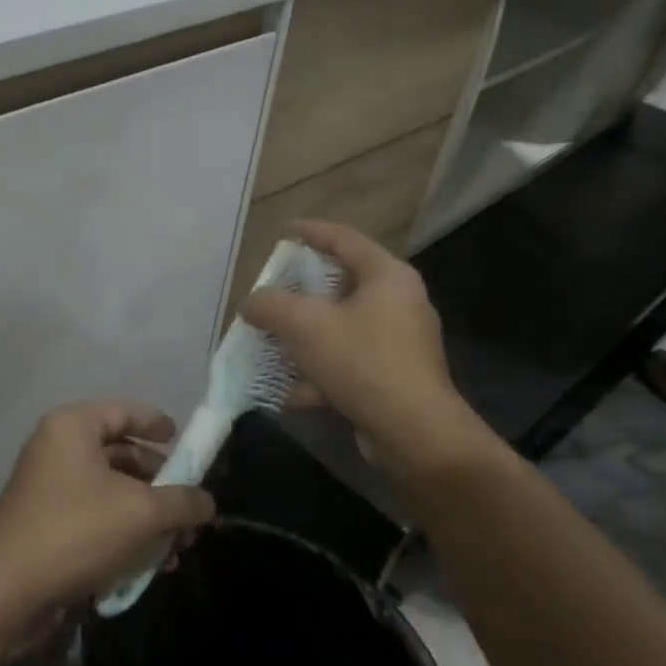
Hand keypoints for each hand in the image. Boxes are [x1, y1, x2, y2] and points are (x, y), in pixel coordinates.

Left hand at [0, 400, 214, 611]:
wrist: (8, 590)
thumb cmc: (77, 531)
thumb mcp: (141, 514)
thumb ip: (181, 502)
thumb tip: (207, 502)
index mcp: (73, 427)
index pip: (124, 411)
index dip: (156, 424)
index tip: (184, 442)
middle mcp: (56, 447)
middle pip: (120, 454)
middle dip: (159, 485)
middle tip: (189, 510)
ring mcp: (47, 485)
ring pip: (109, 490)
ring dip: (146, 516)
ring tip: (177, 548)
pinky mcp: (44, 521)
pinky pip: (93, 515)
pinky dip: (122, 532)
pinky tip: (150, 565)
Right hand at [241, 220, 499, 478]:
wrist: (414, 433)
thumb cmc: (361, 361)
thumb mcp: (303, 324)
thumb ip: (270, 305)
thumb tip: (251, 303)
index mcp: (387, 276)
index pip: (344, 239)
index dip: (311, 231)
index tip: (284, 231)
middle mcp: (400, 303)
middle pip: (343, 285)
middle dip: (303, 292)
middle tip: (274, 290)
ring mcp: (400, 343)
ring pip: (342, 328)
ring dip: (307, 338)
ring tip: (274, 344)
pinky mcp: (396, 378)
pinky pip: (349, 363)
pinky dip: (321, 373)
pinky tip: (292, 393)